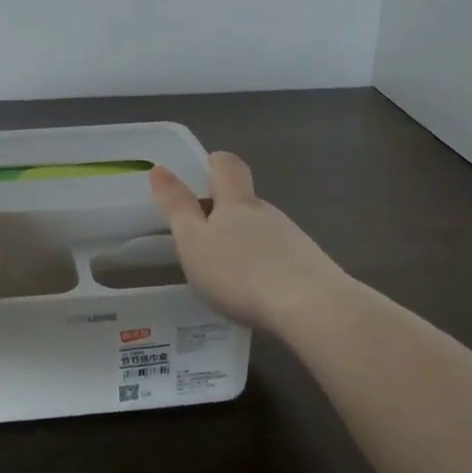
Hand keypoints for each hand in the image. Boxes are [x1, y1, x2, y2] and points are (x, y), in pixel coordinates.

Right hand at [149, 152, 349, 332]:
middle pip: (245, 201)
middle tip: (203, 240)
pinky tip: (257, 294)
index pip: (227, 165)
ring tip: (229, 274)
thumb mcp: (194, 241)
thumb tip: (159, 168)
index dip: (214, 164)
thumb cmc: (240, 272)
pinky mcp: (310, 266)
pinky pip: (281, 258)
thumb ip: (177, 206)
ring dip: (246, 243)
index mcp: (236, 202)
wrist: (312, 308)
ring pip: (263, 230)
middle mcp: (267, 212)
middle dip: (225, 213)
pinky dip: (265, 267)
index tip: (201, 175)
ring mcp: (293, 238)